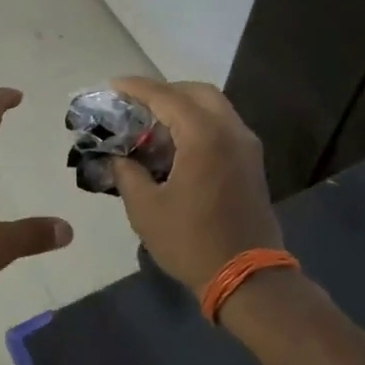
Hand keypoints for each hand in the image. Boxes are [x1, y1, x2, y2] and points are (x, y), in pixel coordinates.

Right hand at [109, 77, 281, 296]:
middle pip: (196, 92)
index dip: (136, 88)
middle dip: (164, 92)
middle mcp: (230, 131)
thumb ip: (127, 174)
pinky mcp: (251, 163)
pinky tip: (176, 144)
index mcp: (204, 136)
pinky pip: (223, 126)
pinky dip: (198, 123)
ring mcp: (246, 146)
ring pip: (214, 107)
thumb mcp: (146, 209)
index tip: (112, 86)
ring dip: (183, 107)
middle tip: (135, 105)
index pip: (166, 96)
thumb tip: (116, 158)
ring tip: (152, 124)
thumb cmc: (192, 241)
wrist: (248, 278)